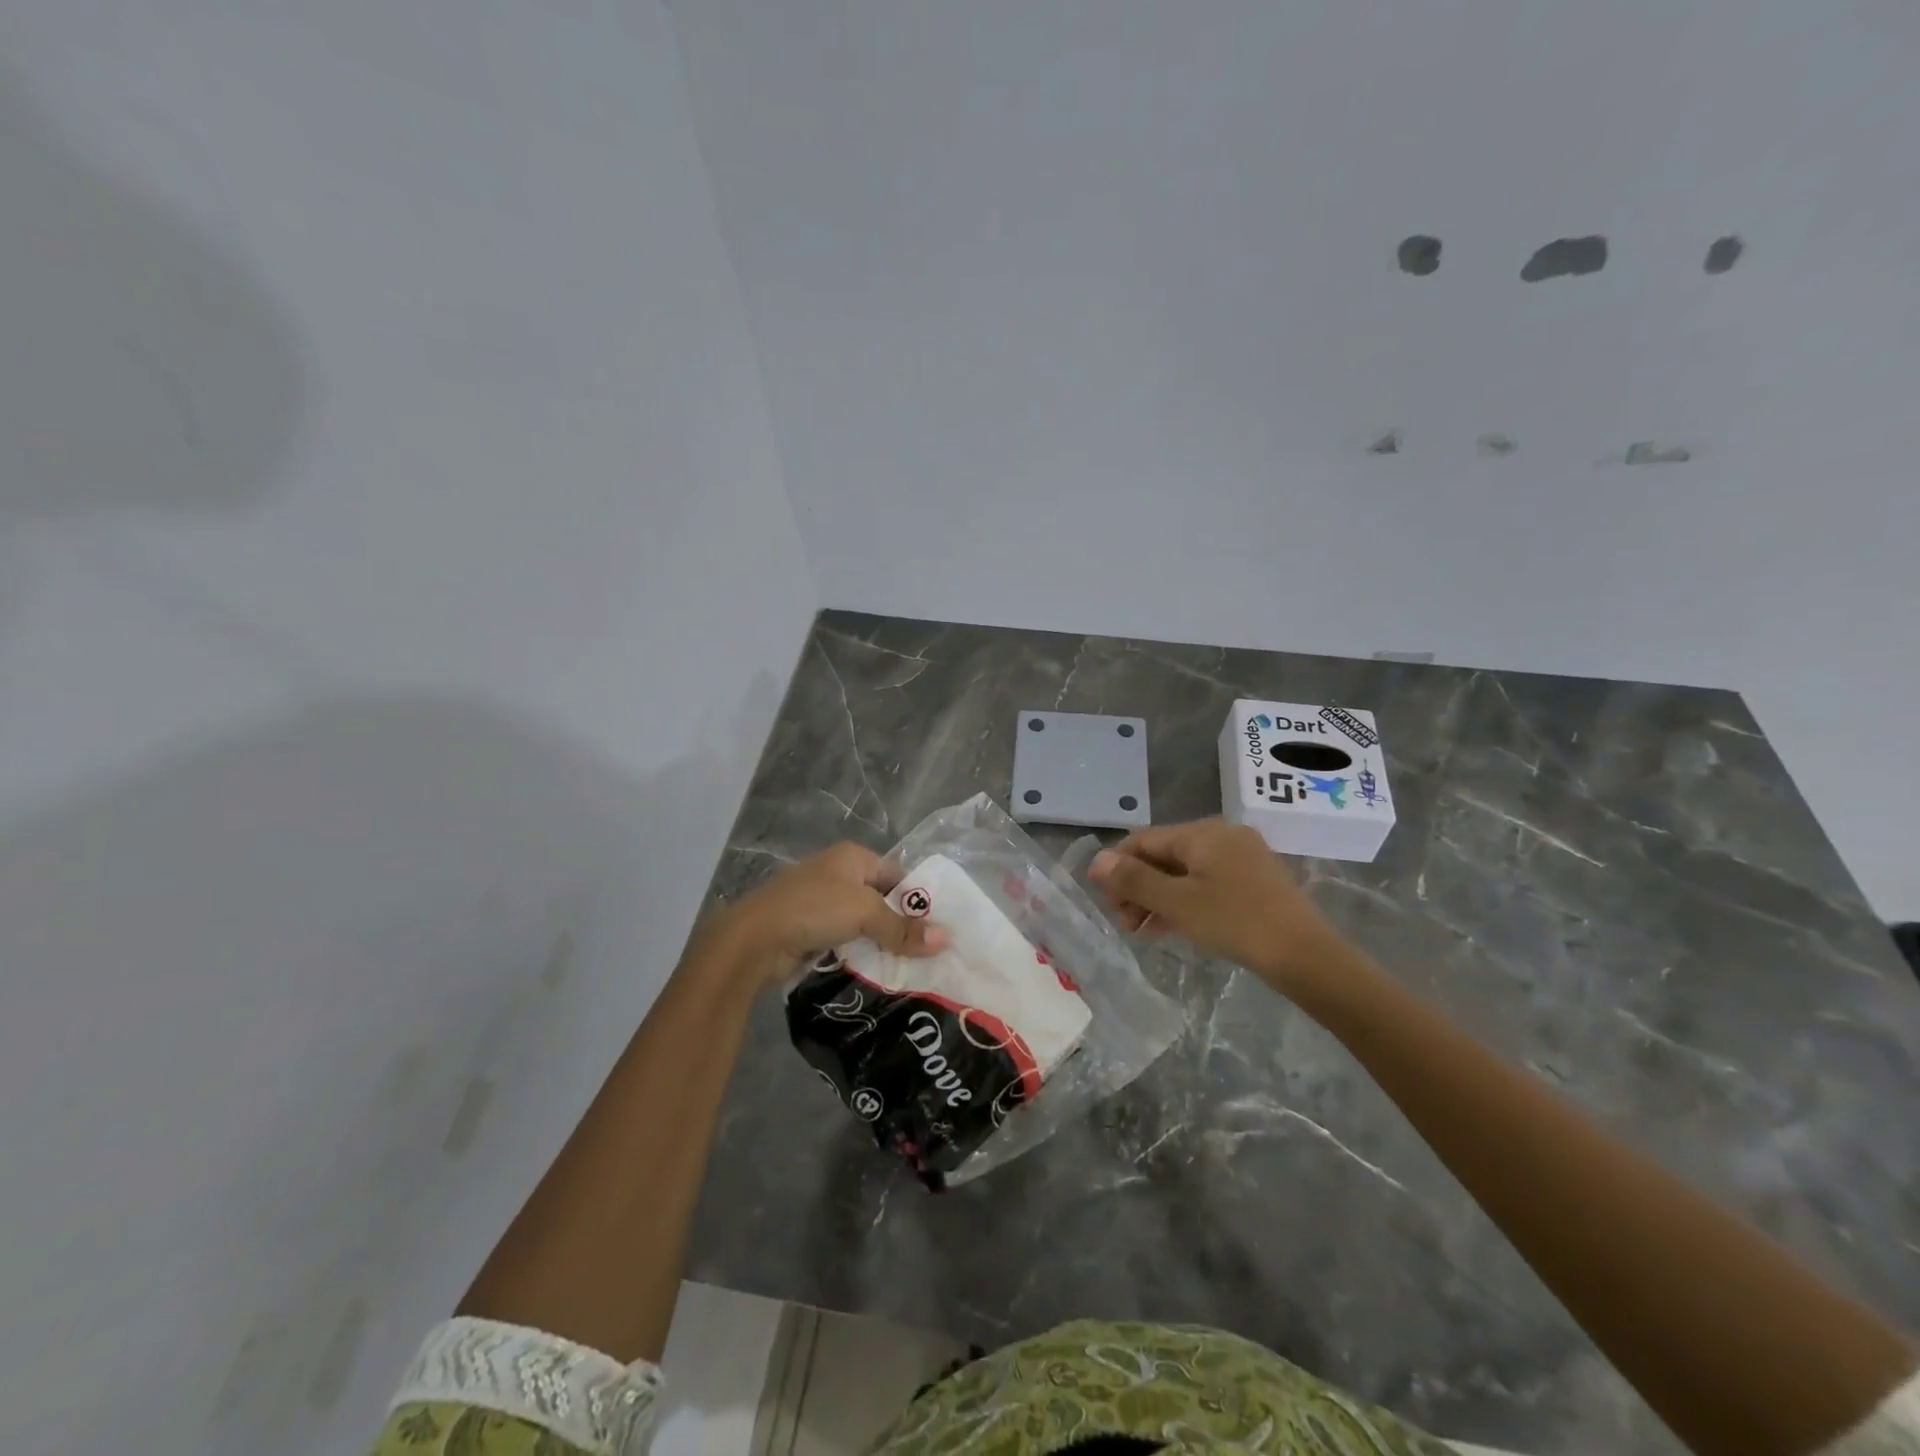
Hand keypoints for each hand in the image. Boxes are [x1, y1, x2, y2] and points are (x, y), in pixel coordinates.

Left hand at [712, 842, 948, 987]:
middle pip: (881, 899)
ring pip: (864, 922)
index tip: (940, 928)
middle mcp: (838, 874)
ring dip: (881, 942)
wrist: (755, 938)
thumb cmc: (814, 909)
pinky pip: (846, 939)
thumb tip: (945, 940)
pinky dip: (861, 953)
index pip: (898, 875)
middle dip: (902, 924)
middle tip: (930, 952)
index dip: (918, 899)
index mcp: (853, 857)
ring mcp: (822, 902)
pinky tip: (879, 971)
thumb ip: (903, 928)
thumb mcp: (865, 913)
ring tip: (911, 966)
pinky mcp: (811, 929)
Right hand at [1089, 819, 1357, 999]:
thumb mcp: (1177, 902)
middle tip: (1122, 921)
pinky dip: (1183, 901)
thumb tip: (1097, 861)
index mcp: (1201, 832)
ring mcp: (1241, 858)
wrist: (1306, 955)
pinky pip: (1205, 883)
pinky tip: (1170, 927)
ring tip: (1140, 930)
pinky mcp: (1253, 881)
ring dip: (1157, 897)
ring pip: (1184, 871)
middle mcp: (1221, 835)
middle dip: (1137, 886)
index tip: (1103, 899)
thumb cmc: (1235, 922)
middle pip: (1163, 855)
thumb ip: (1134, 879)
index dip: (1117, 866)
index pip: (1143, 840)